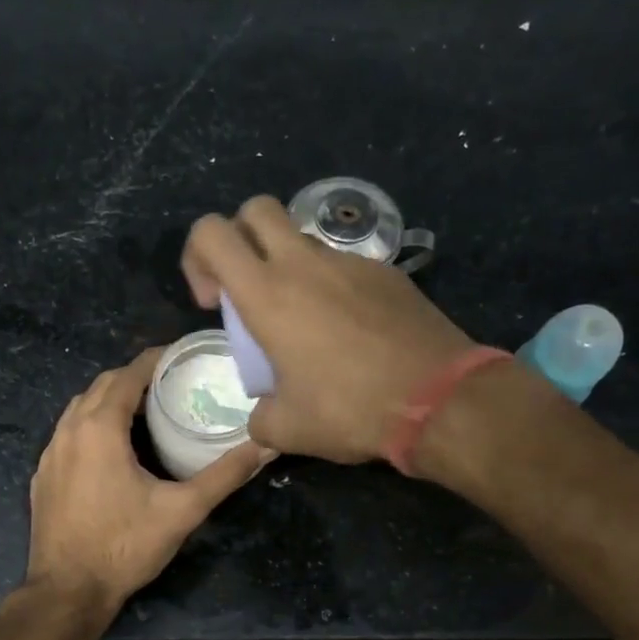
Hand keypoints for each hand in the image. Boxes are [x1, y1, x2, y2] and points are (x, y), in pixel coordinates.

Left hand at [26, 348, 270, 610]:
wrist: (68, 591)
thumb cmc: (125, 546)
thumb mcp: (182, 510)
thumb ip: (225, 475)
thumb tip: (266, 445)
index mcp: (99, 428)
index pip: (127, 375)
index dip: (154, 360)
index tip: (181, 355)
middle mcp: (68, 430)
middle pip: (102, 385)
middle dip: (133, 377)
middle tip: (170, 383)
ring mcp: (50, 453)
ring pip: (80, 408)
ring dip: (110, 400)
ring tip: (145, 411)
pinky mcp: (43, 476)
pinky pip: (68, 433)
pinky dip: (91, 424)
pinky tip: (112, 448)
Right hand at [182, 196, 475, 462]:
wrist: (440, 400)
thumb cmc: (351, 409)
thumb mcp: (288, 429)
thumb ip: (260, 417)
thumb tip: (263, 414)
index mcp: (268, 294)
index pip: (211, 233)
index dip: (197, 257)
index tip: (213, 302)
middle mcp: (305, 264)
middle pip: (256, 210)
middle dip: (240, 238)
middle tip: (249, 290)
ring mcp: (351, 263)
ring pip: (303, 239)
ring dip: (289, 267)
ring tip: (305, 323)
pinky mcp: (388, 273)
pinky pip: (345, 266)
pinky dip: (332, 287)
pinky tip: (351, 334)